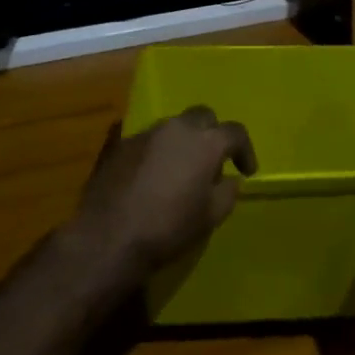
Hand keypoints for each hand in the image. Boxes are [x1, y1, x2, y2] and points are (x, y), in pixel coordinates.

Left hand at [70, 107, 256, 286]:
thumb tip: (229, 180)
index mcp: (205, 142)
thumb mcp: (210, 217)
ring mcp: (145, 133)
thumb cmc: (168, 228)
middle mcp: (177, 128)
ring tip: (181, 169)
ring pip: (173, 126)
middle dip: (212, 134)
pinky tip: (152, 175)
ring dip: (183, 141)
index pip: (235, 132)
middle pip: (203, 116)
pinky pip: (148, 141)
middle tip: (212, 161)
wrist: (108, 237)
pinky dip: (157, 152)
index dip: (245, 151)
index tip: (246, 171)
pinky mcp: (120, 145)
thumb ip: (227, 192)